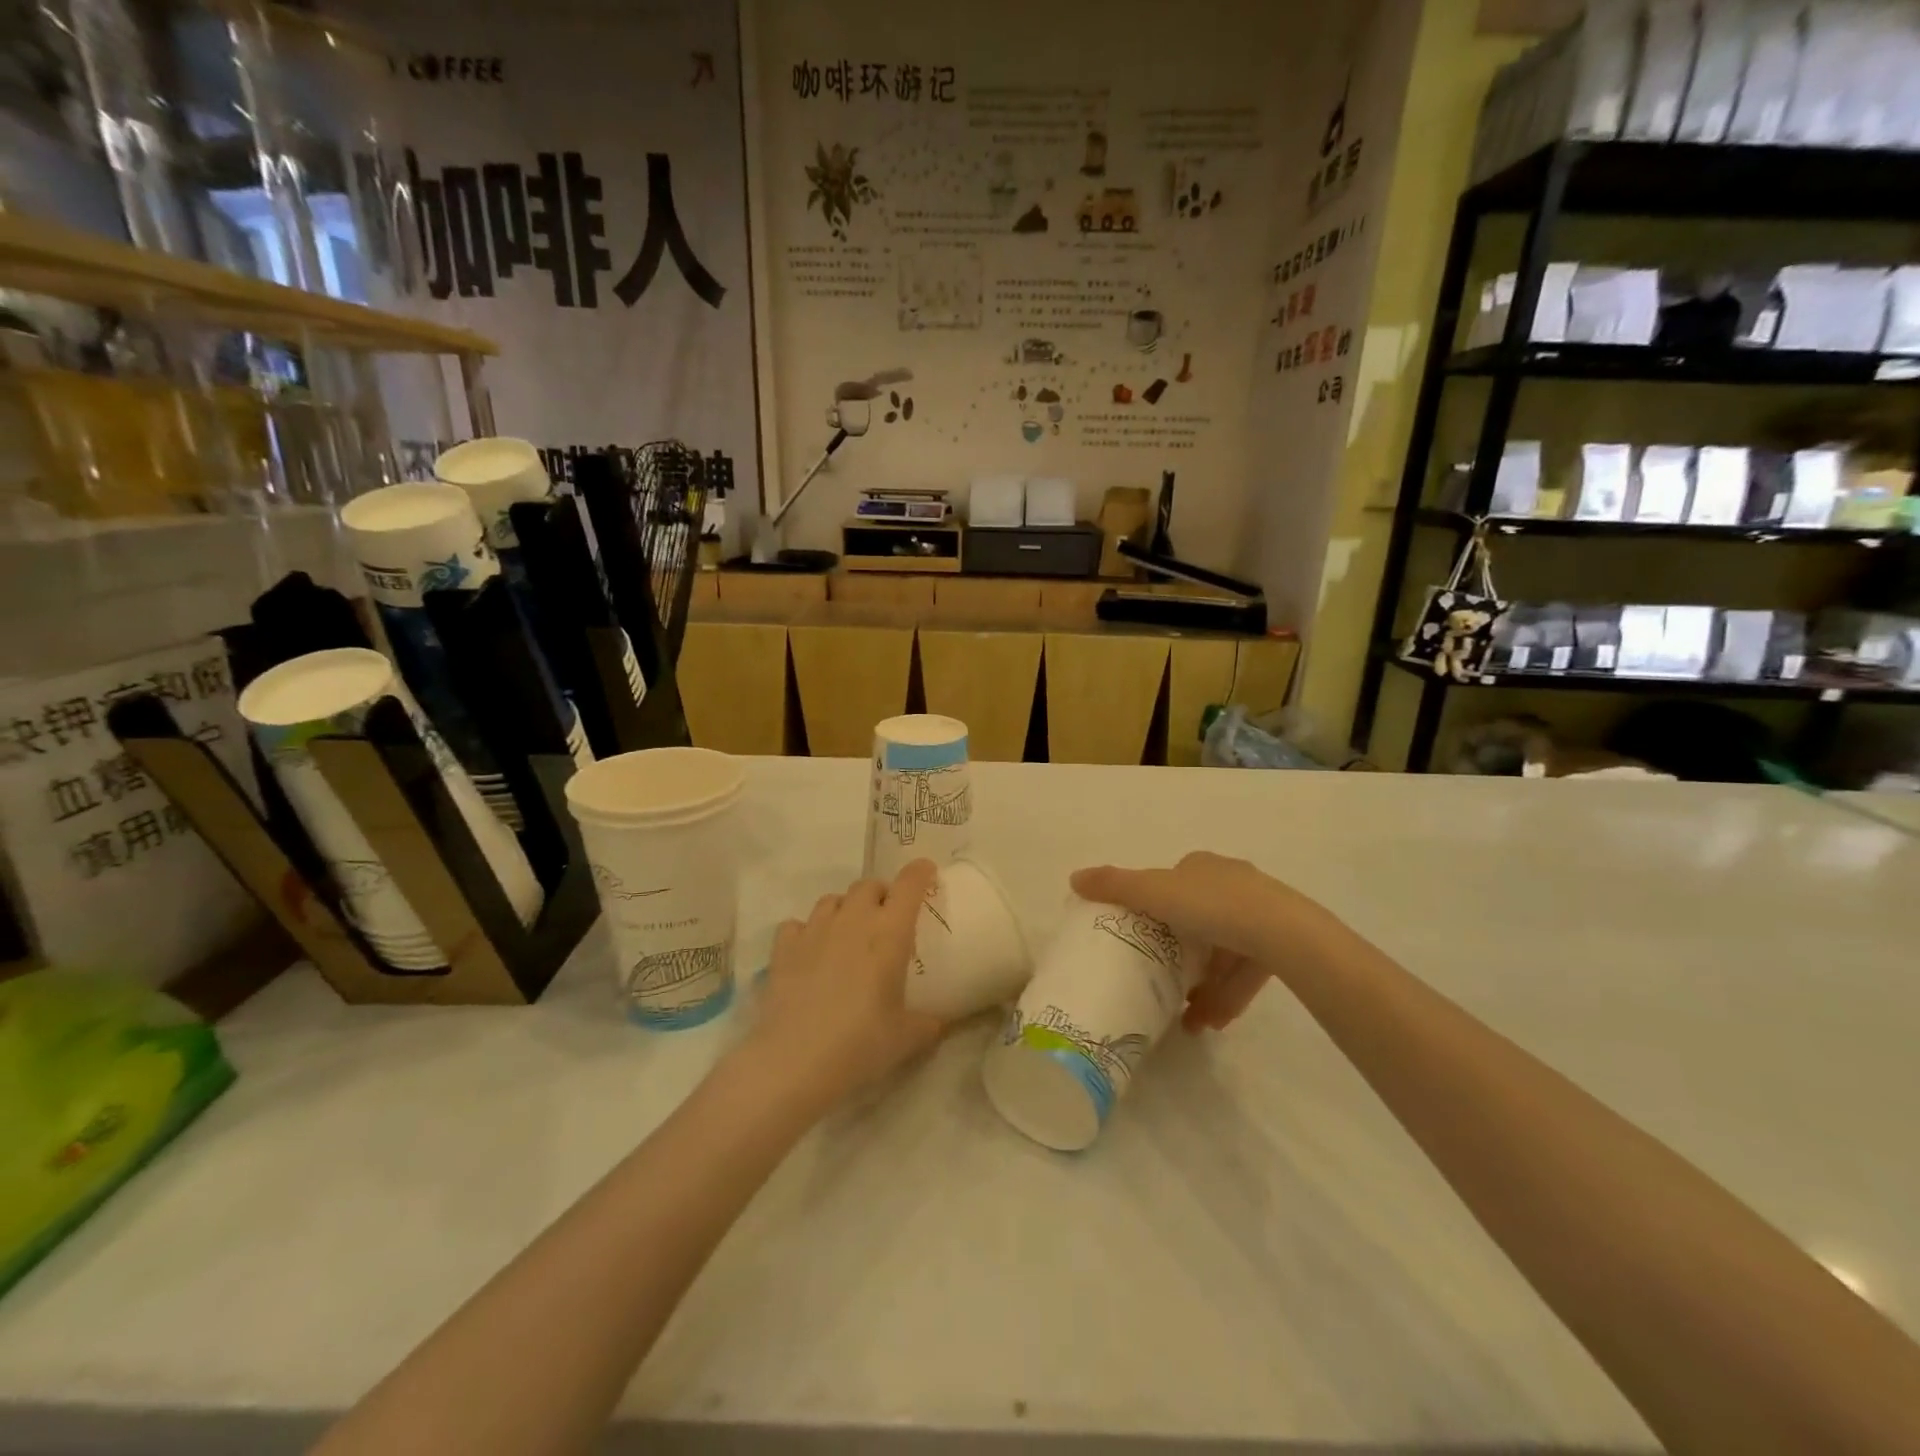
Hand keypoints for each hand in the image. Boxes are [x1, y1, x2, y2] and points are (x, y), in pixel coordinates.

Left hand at [752, 860, 944, 1107]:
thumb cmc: (861, 1044)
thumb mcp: (906, 1039)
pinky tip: (809, 952)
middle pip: (868, 885)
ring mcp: (814, 930)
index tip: (926, 872)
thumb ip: (927, 1024)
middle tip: (886, 917)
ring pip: (832, 899)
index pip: (909, 885)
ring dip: (844, 909)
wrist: (795, 1060)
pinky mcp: (783, 947)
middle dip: (880, 894)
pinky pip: (796, 924)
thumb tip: (938, 1023)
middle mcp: (853, 920)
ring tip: (847, 933)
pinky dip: (806, 932)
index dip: (920, 873)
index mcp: (889, 933)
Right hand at [1070, 852, 1342, 1031]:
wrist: (1283, 934)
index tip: (1145, 937)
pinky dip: (1226, 996)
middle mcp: (1233, 884)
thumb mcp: (1154, 892)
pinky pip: (1245, 974)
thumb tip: (1073, 877)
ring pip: (1224, 952)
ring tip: (1186, 1018)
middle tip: (1162, 982)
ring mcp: (1262, 916)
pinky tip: (1211, 1023)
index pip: (1175, 883)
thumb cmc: (1212, 905)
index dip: (1157, 907)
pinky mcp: (1282, 947)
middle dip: (1181, 955)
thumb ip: (1115, 886)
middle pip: (1199, 920)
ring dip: (1204, 986)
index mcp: (1202, 866)